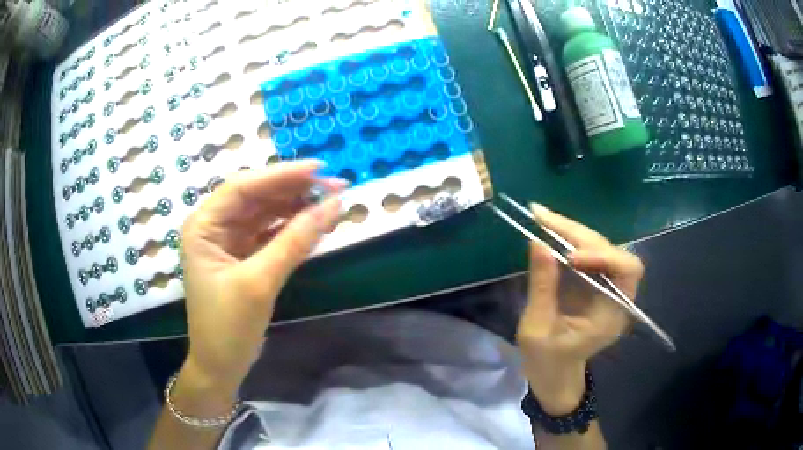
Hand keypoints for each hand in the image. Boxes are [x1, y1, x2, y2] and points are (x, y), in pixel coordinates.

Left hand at [178, 161, 344, 394]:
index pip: (242, 188)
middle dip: (294, 189)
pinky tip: (315, 223)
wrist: (221, 366)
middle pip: (256, 197)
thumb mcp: (259, 282)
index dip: (281, 175)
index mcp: (203, 226)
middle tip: (335, 185)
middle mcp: (214, 227)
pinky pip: (270, 233)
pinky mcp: (244, 257)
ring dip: (297, 207)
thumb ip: (294, 241)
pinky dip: (293, 228)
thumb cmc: (228, 326)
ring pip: (266, 213)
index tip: (319, 168)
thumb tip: (333, 205)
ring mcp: (229, 242)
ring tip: (331, 202)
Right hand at [517, 204, 643, 414]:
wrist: (554, 376)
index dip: (604, 255)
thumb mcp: (538, 329)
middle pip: (611, 250)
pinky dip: (568, 239)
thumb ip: (542, 287)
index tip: (571, 257)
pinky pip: (587, 253)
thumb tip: (538, 242)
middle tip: (541, 217)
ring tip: (540, 217)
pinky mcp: (594, 282)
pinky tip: (548, 229)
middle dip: (578, 234)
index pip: (627, 270)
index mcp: (613, 314)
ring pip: (599, 247)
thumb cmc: (547, 362)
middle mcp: (617, 295)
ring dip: (571, 231)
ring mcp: (606, 287)